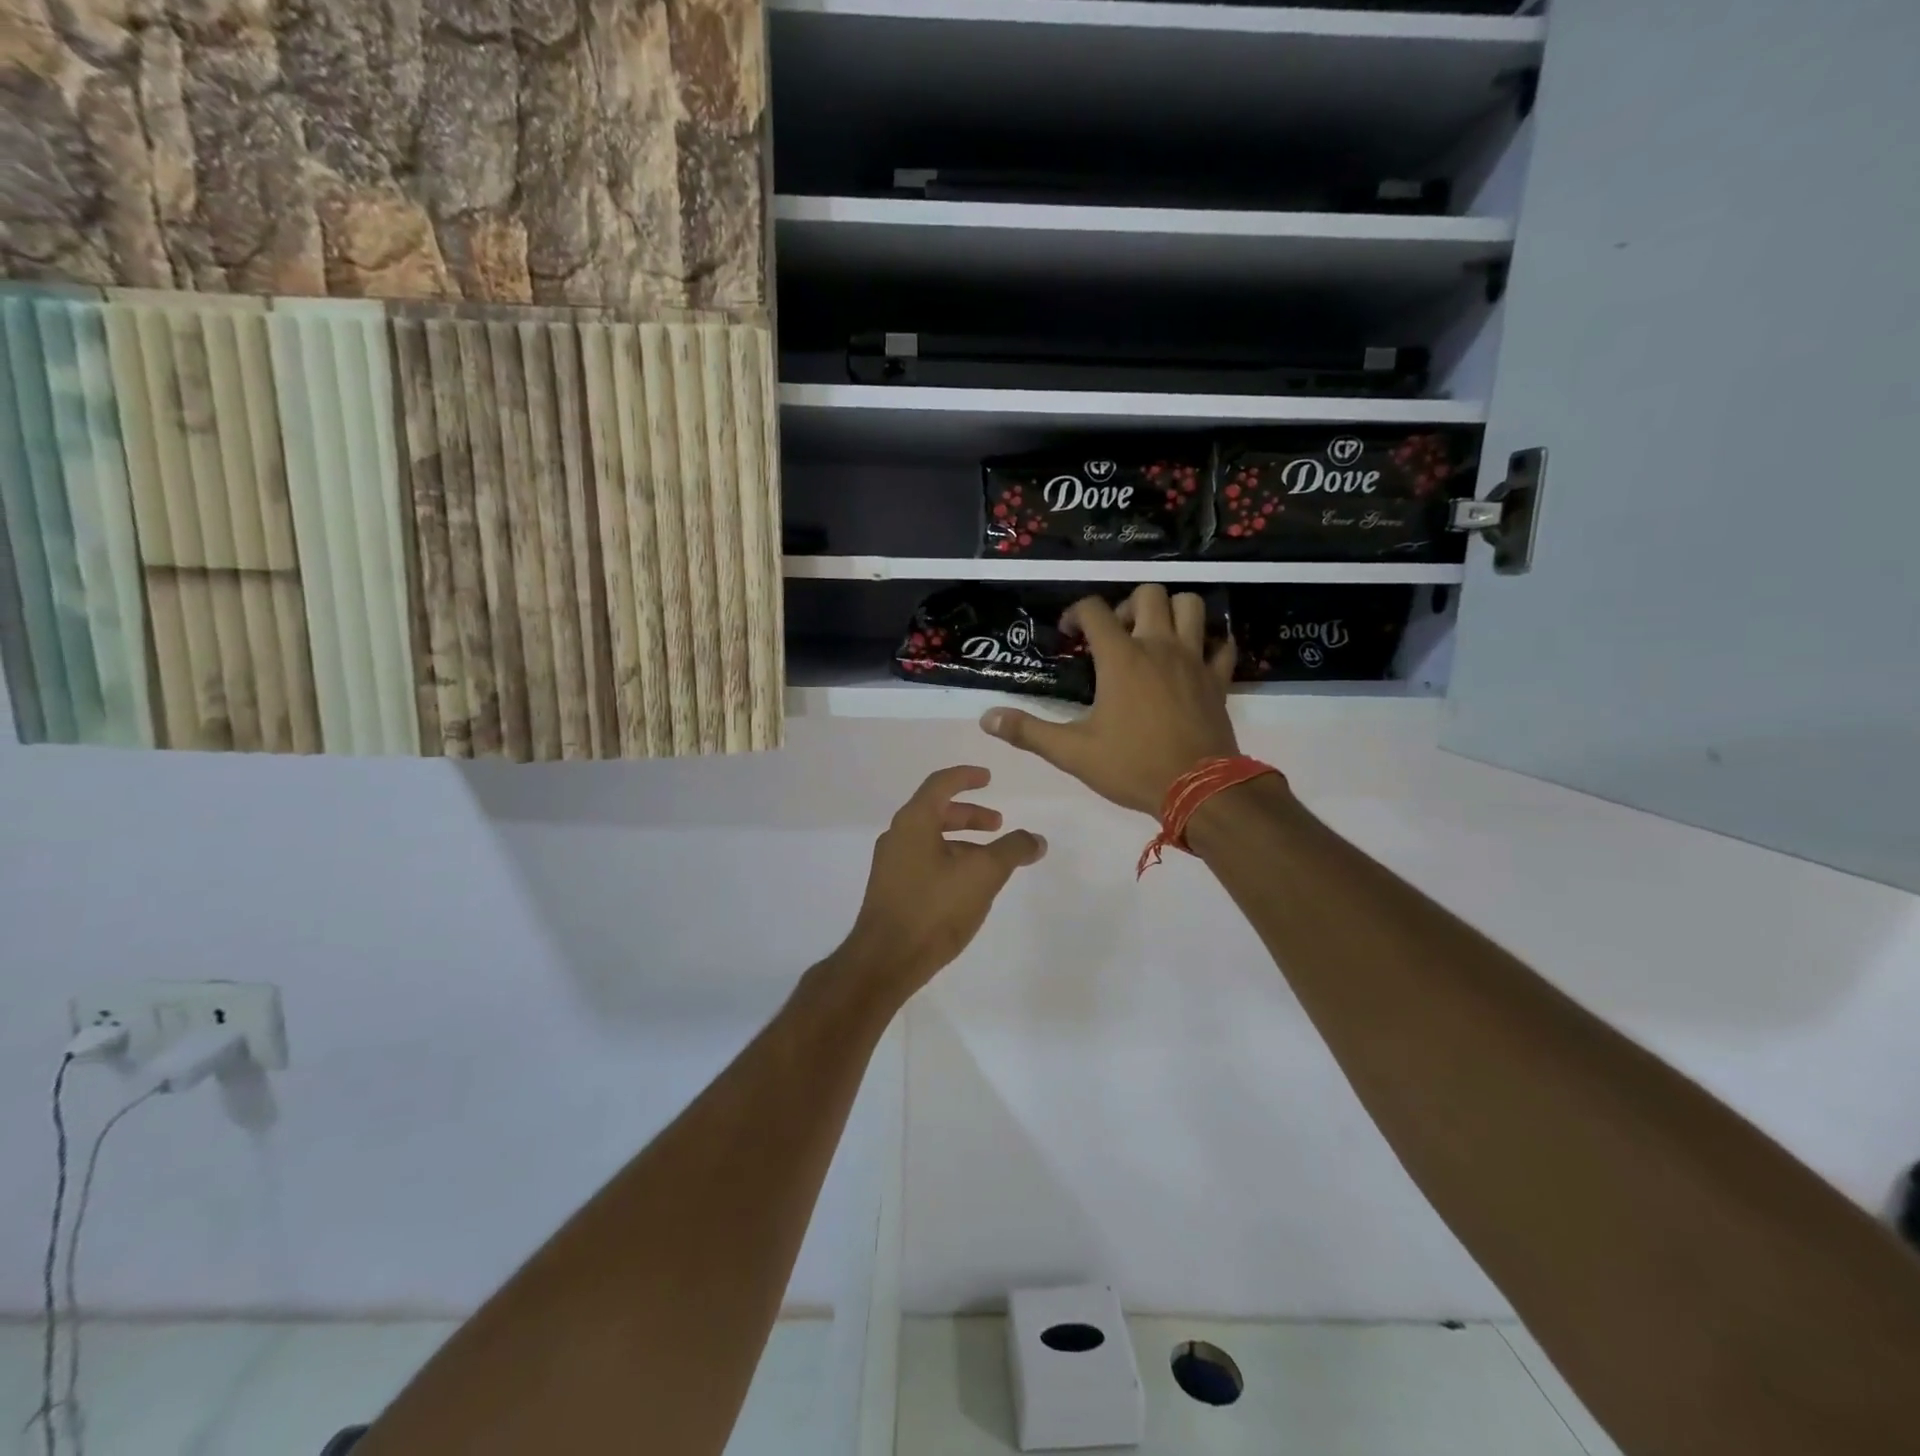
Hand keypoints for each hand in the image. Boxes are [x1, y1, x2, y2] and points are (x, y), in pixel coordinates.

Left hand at [838, 765, 1046, 996]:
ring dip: (962, 841)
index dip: (966, 777)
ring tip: (990, 861)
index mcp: (914, 821)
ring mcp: (891, 865)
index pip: (941, 784)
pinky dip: (949, 860)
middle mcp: (897, 836)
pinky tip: (967, 886)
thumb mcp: (983, 874)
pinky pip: (924, 861)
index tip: (989, 778)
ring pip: (931, 839)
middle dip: (970, 815)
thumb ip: (1012, 850)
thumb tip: (1036, 839)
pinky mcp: (891, 890)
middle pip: (936, 811)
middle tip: (998, 825)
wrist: (886, 960)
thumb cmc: (934, 907)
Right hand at [980, 584, 1238, 814]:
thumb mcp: (1072, 752)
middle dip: (1128, 605)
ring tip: (1154, 636)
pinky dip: (1208, 644)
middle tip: (1116, 634)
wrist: (1198, 789)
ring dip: (1171, 612)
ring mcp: (1194, 660)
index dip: (1076, 612)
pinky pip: (1221, 645)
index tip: (1069, 633)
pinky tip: (1194, 659)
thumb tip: (986, 718)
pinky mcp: (1218, 679)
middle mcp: (1159, 646)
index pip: (1095, 609)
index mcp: (1121, 658)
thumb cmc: (1131, 766)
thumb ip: (1028, 731)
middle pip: (1150, 594)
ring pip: (1191, 607)